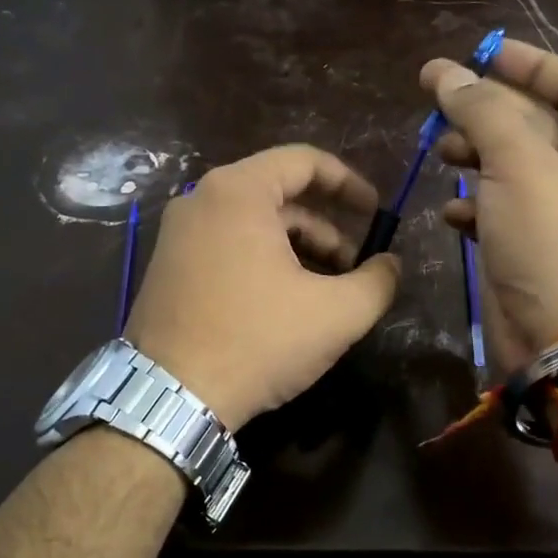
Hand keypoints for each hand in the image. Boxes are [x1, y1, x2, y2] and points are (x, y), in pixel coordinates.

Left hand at [126, 145, 401, 429]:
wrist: (171, 396)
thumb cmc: (258, 341)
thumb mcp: (336, 314)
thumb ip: (378, 281)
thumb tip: (391, 265)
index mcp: (238, 192)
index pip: (304, 161)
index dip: (349, 183)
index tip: (376, 213)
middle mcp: (200, 200)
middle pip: (278, 196)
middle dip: (325, 227)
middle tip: (355, 265)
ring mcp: (176, 235)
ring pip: (252, 225)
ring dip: (296, 249)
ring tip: (325, 291)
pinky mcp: (167, 268)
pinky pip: (225, 247)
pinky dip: (262, 262)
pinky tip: (283, 303)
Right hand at [422, 39, 557, 368]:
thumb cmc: (555, 240)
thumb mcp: (520, 164)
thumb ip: (482, 112)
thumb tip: (446, 73)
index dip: (528, 64)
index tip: (481, 53)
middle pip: (534, 123)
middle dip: (486, 112)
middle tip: (436, 102)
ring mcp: (557, 213)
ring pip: (509, 167)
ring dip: (473, 156)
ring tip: (441, 155)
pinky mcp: (528, 248)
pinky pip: (496, 211)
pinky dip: (472, 207)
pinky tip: (451, 214)